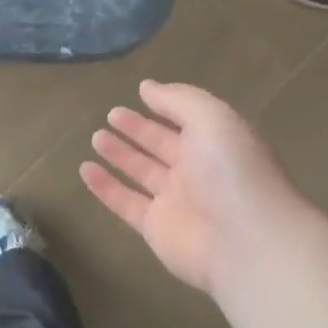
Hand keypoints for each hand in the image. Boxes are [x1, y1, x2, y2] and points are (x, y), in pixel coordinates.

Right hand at [80, 80, 296, 295]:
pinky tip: (85, 170)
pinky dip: (106, 187)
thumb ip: (178, 100)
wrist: (242, 241)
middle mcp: (198, 171)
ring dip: (120, 155)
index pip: (187, 121)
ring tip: (96, 137)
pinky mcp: (156, 229)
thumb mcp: (211, 118)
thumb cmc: (230, 171)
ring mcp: (177, 202)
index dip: (164, 107)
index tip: (138, 93)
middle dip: (139, 130)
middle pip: (163, 146)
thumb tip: (147, 87)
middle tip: (111, 114)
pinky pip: (125, 203)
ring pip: (142, 173)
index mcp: (217, 143)